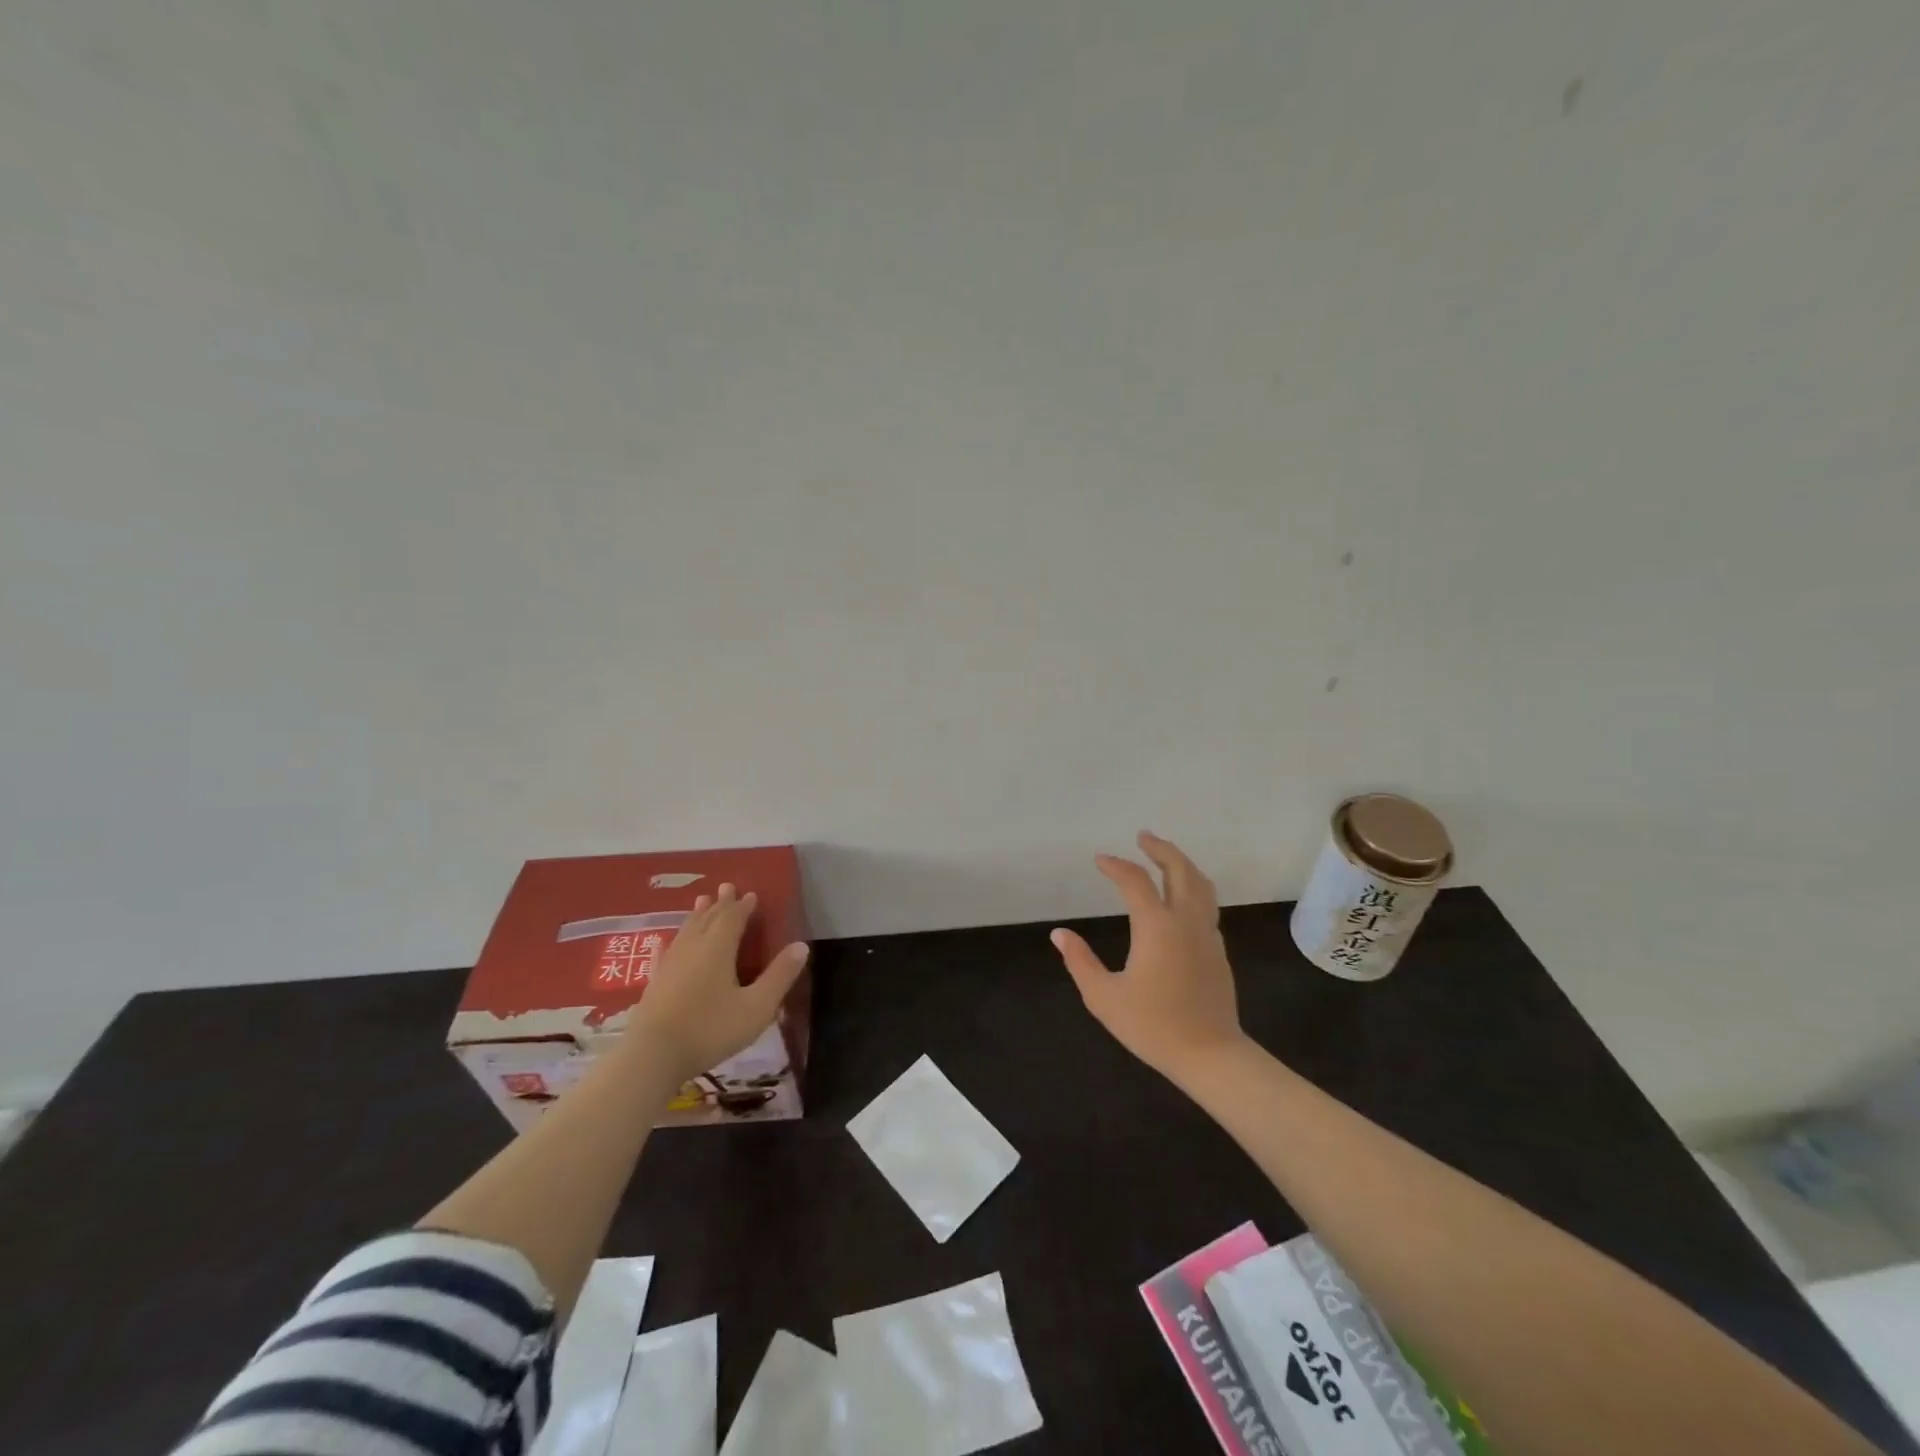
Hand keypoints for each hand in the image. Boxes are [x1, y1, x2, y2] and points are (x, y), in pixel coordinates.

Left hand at [626, 884, 809, 1082]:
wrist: (652, 1057)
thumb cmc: (710, 1029)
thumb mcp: (756, 1007)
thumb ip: (779, 976)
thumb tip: (802, 946)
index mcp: (718, 948)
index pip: (733, 918)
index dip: (743, 906)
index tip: (751, 894)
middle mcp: (693, 948)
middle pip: (708, 918)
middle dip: (720, 903)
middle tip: (726, 887)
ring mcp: (670, 964)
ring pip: (687, 930)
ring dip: (698, 915)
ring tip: (702, 902)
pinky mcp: (655, 982)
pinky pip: (668, 950)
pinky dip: (675, 939)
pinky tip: (669, 942)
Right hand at [1050, 832, 1244, 1084]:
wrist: (1210, 1055)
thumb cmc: (1153, 1026)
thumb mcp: (1104, 997)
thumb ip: (1079, 961)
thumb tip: (1059, 934)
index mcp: (1157, 926)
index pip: (1135, 881)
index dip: (1115, 865)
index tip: (1099, 860)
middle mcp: (1185, 921)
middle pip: (1179, 869)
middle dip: (1161, 849)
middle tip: (1143, 837)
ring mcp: (1206, 934)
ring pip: (1201, 884)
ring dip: (1182, 864)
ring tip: (1165, 857)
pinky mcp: (1217, 949)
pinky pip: (1206, 905)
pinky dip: (1192, 887)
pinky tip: (1180, 898)